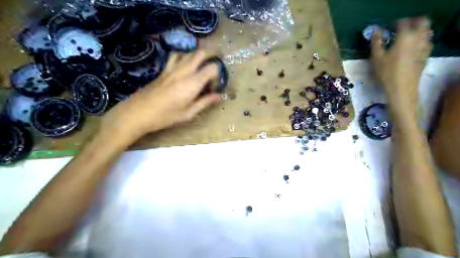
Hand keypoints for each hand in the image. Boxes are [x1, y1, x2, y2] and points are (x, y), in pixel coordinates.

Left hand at [100, 50, 222, 142]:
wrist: (138, 112)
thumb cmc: (166, 116)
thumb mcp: (189, 113)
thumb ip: (205, 102)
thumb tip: (220, 96)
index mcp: (193, 83)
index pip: (212, 68)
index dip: (217, 75)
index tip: (214, 87)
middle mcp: (184, 71)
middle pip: (201, 54)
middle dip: (210, 59)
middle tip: (211, 72)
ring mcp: (172, 68)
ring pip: (188, 53)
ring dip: (197, 57)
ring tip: (199, 69)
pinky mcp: (164, 69)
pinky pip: (176, 56)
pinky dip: (184, 58)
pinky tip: (183, 68)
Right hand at [371, 16, 433, 115]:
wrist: (401, 88)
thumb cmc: (386, 73)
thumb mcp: (376, 58)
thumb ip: (376, 43)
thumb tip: (375, 31)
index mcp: (404, 38)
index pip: (403, 23)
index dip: (397, 24)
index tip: (390, 28)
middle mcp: (418, 39)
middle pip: (422, 23)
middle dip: (413, 23)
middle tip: (402, 29)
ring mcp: (424, 47)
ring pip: (427, 32)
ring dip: (419, 31)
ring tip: (408, 37)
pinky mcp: (426, 56)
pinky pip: (427, 43)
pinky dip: (422, 41)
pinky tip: (414, 48)